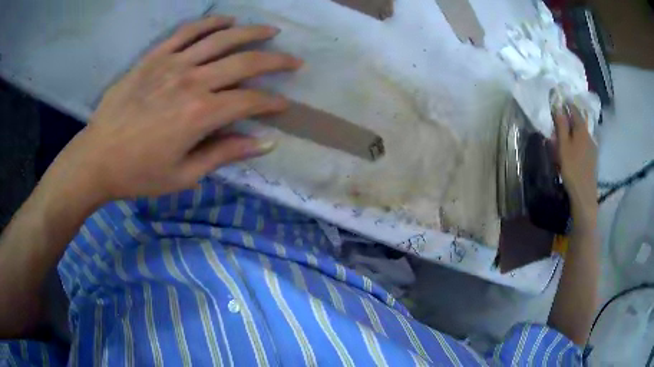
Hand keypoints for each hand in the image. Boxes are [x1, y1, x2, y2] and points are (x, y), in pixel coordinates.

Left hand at [54, 16, 301, 200]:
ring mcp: (172, 64)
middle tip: (295, 61)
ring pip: (221, 39)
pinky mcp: (155, 57)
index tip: (285, 105)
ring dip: (251, 33)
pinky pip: (187, 32)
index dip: (272, 103)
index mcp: (200, 114)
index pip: (249, 101)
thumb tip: (264, 143)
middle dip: (275, 61)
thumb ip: (224, 154)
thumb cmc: (138, 174)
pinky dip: (210, 23)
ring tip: (270, 31)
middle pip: (244, 63)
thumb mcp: (183, 176)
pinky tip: (227, 21)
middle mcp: (192, 81)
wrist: (97, 158)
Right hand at [553, 104, 597, 222]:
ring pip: (582, 132)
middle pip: (579, 121)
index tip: (560, 99)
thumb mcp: (563, 146)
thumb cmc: (572, 168)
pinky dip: (578, 140)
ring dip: (574, 129)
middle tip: (562, 116)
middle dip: (571, 116)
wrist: (584, 194)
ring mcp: (592, 147)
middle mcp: (589, 135)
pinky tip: (574, 147)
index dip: (567, 103)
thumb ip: (561, 125)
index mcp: (581, 130)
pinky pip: (584, 142)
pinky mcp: (592, 158)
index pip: (574, 110)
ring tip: (566, 132)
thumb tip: (558, 105)